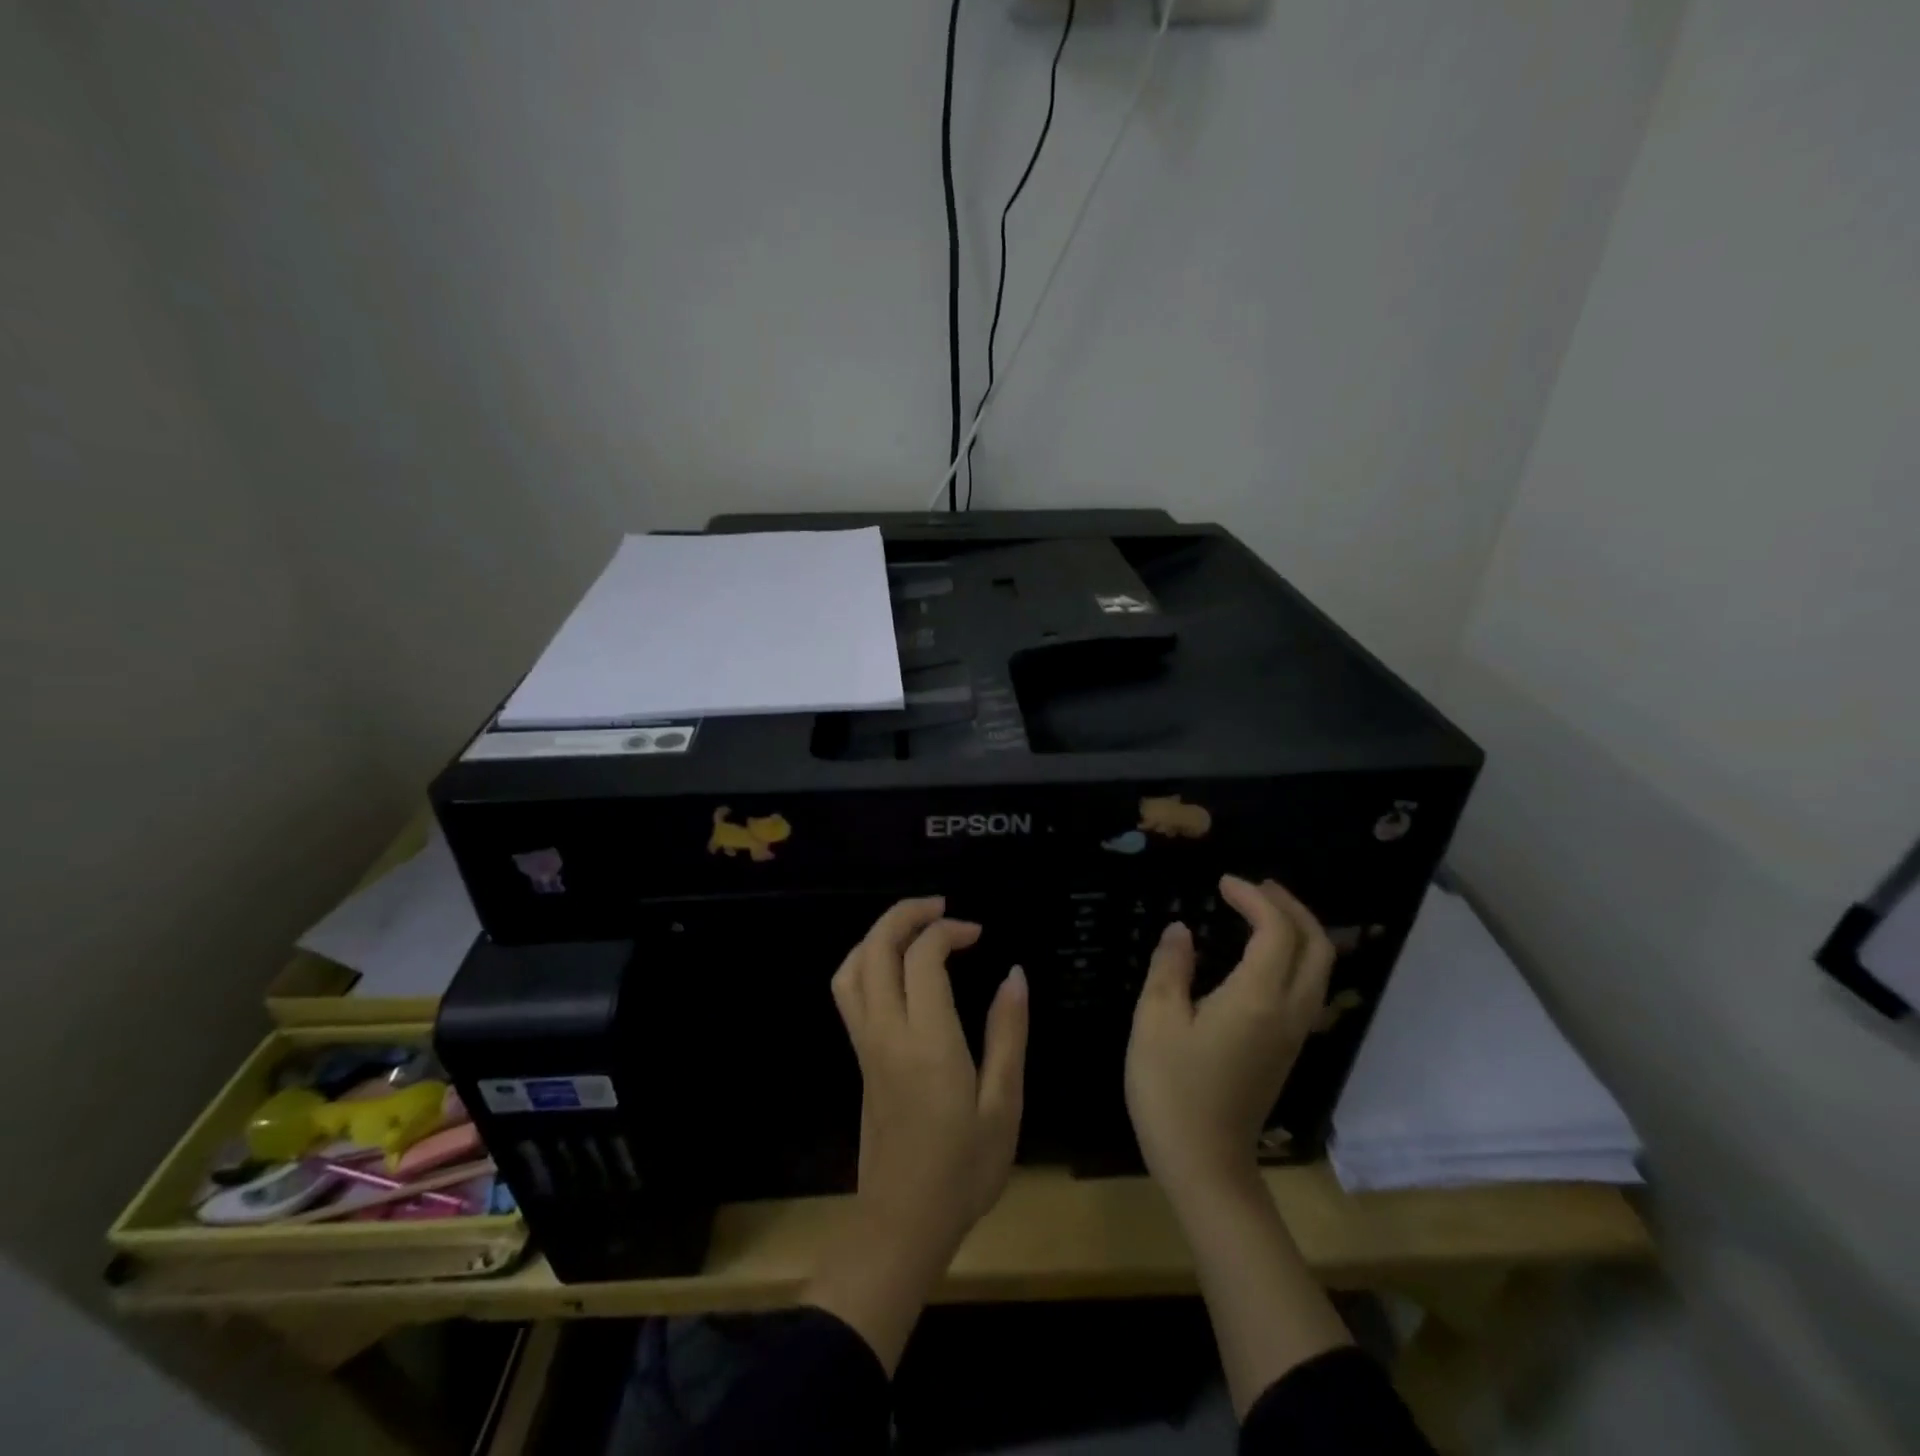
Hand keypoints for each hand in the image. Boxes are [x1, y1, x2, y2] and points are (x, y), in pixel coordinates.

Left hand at [805, 897, 1027, 1370]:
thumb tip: (1014, 975)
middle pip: (877, 949)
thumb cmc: (964, 1169)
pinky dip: (865, 959)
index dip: (948, 931)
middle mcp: (888, 1032)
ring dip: (879, 934)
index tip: (978, 933)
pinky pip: (848, 991)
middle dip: (905, 915)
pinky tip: (894, 966)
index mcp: (928, 1041)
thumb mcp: (1003, 1105)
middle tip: (941, 907)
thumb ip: (1008, 1034)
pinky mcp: (860, 1057)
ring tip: (915, 927)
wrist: (903, 1223)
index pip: (923, 957)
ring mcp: (866, 1044)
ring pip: (852, 967)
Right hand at [1125, 875, 1333, 1204]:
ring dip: (1297, 930)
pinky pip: (1306, 987)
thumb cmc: (1172, 1089)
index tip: (1222, 883)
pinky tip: (1259, 955)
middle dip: (1291, 907)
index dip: (1254, 898)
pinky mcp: (1286, 1049)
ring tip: (1260, 911)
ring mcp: (1293, 1033)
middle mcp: (1288, 1011)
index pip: (1276, 931)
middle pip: (1316, 946)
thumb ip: (1170, 968)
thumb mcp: (1156, 1021)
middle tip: (1254, 888)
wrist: (1204, 1164)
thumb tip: (1180, 930)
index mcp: (1257, 999)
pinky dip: (1293, 956)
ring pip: (1318, 968)